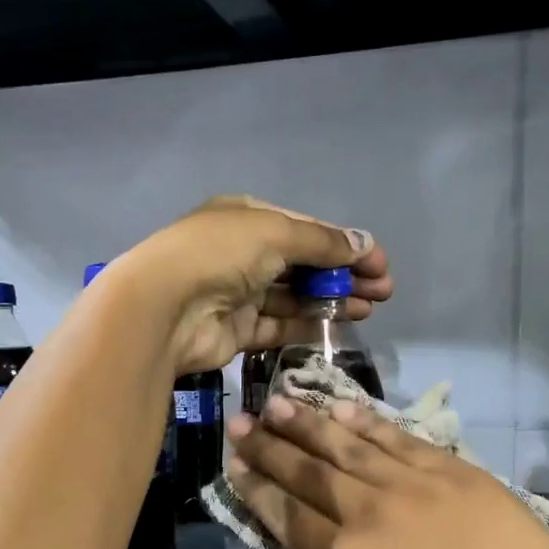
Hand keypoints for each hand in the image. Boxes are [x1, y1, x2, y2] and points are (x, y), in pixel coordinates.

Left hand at [117, 197, 391, 373]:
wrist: (165, 308)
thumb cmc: (220, 254)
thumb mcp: (276, 233)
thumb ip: (323, 243)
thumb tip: (366, 245)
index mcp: (248, 218)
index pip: (306, 229)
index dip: (345, 245)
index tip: (380, 263)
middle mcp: (243, 253)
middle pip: (304, 264)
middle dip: (344, 275)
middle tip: (383, 291)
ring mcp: (239, 293)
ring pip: (295, 297)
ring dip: (332, 301)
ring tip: (370, 308)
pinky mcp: (237, 330)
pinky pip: (280, 326)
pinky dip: (308, 325)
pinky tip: (340, 326)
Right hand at [225, 397, 548, 548]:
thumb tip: (318, 539)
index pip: (286, 514)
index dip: (256, 487)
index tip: (233, 464)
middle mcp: (366, 511)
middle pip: (306, 471)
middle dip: (268, 446)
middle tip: (240, 421)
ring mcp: (408, 482)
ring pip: (344, 444)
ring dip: (307, 422)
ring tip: (278, 401)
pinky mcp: (447, 466)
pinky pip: (394, 436)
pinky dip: (364, 420)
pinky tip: (340, 406)